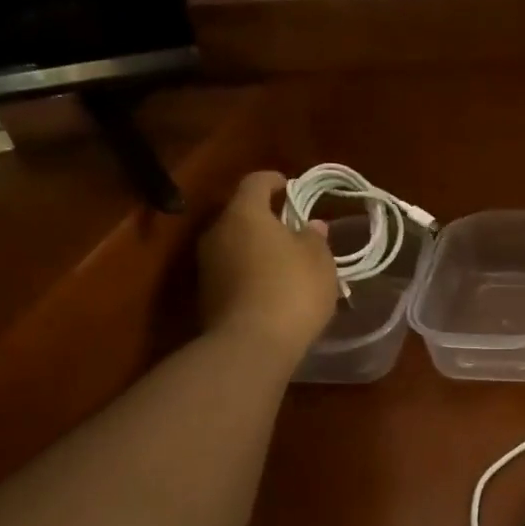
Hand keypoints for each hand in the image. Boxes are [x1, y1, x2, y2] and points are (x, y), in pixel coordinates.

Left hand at [198, 171, 338, 361]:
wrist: (251, 345)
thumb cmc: (292, 290)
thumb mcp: (318, 260)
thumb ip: (314, 237)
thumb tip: (310, 225)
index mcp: (244, 213)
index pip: (256, 182)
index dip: (275, 181)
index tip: (292, 188)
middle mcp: (217, 232)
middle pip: (241, 214)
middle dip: (266, 218)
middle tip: (292, 229)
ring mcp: (206, 265)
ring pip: (235, 244)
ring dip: (257, 247)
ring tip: (284, 262)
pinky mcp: (206, 294)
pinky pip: (231, 271)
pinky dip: (249, 272)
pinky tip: (271, 288)